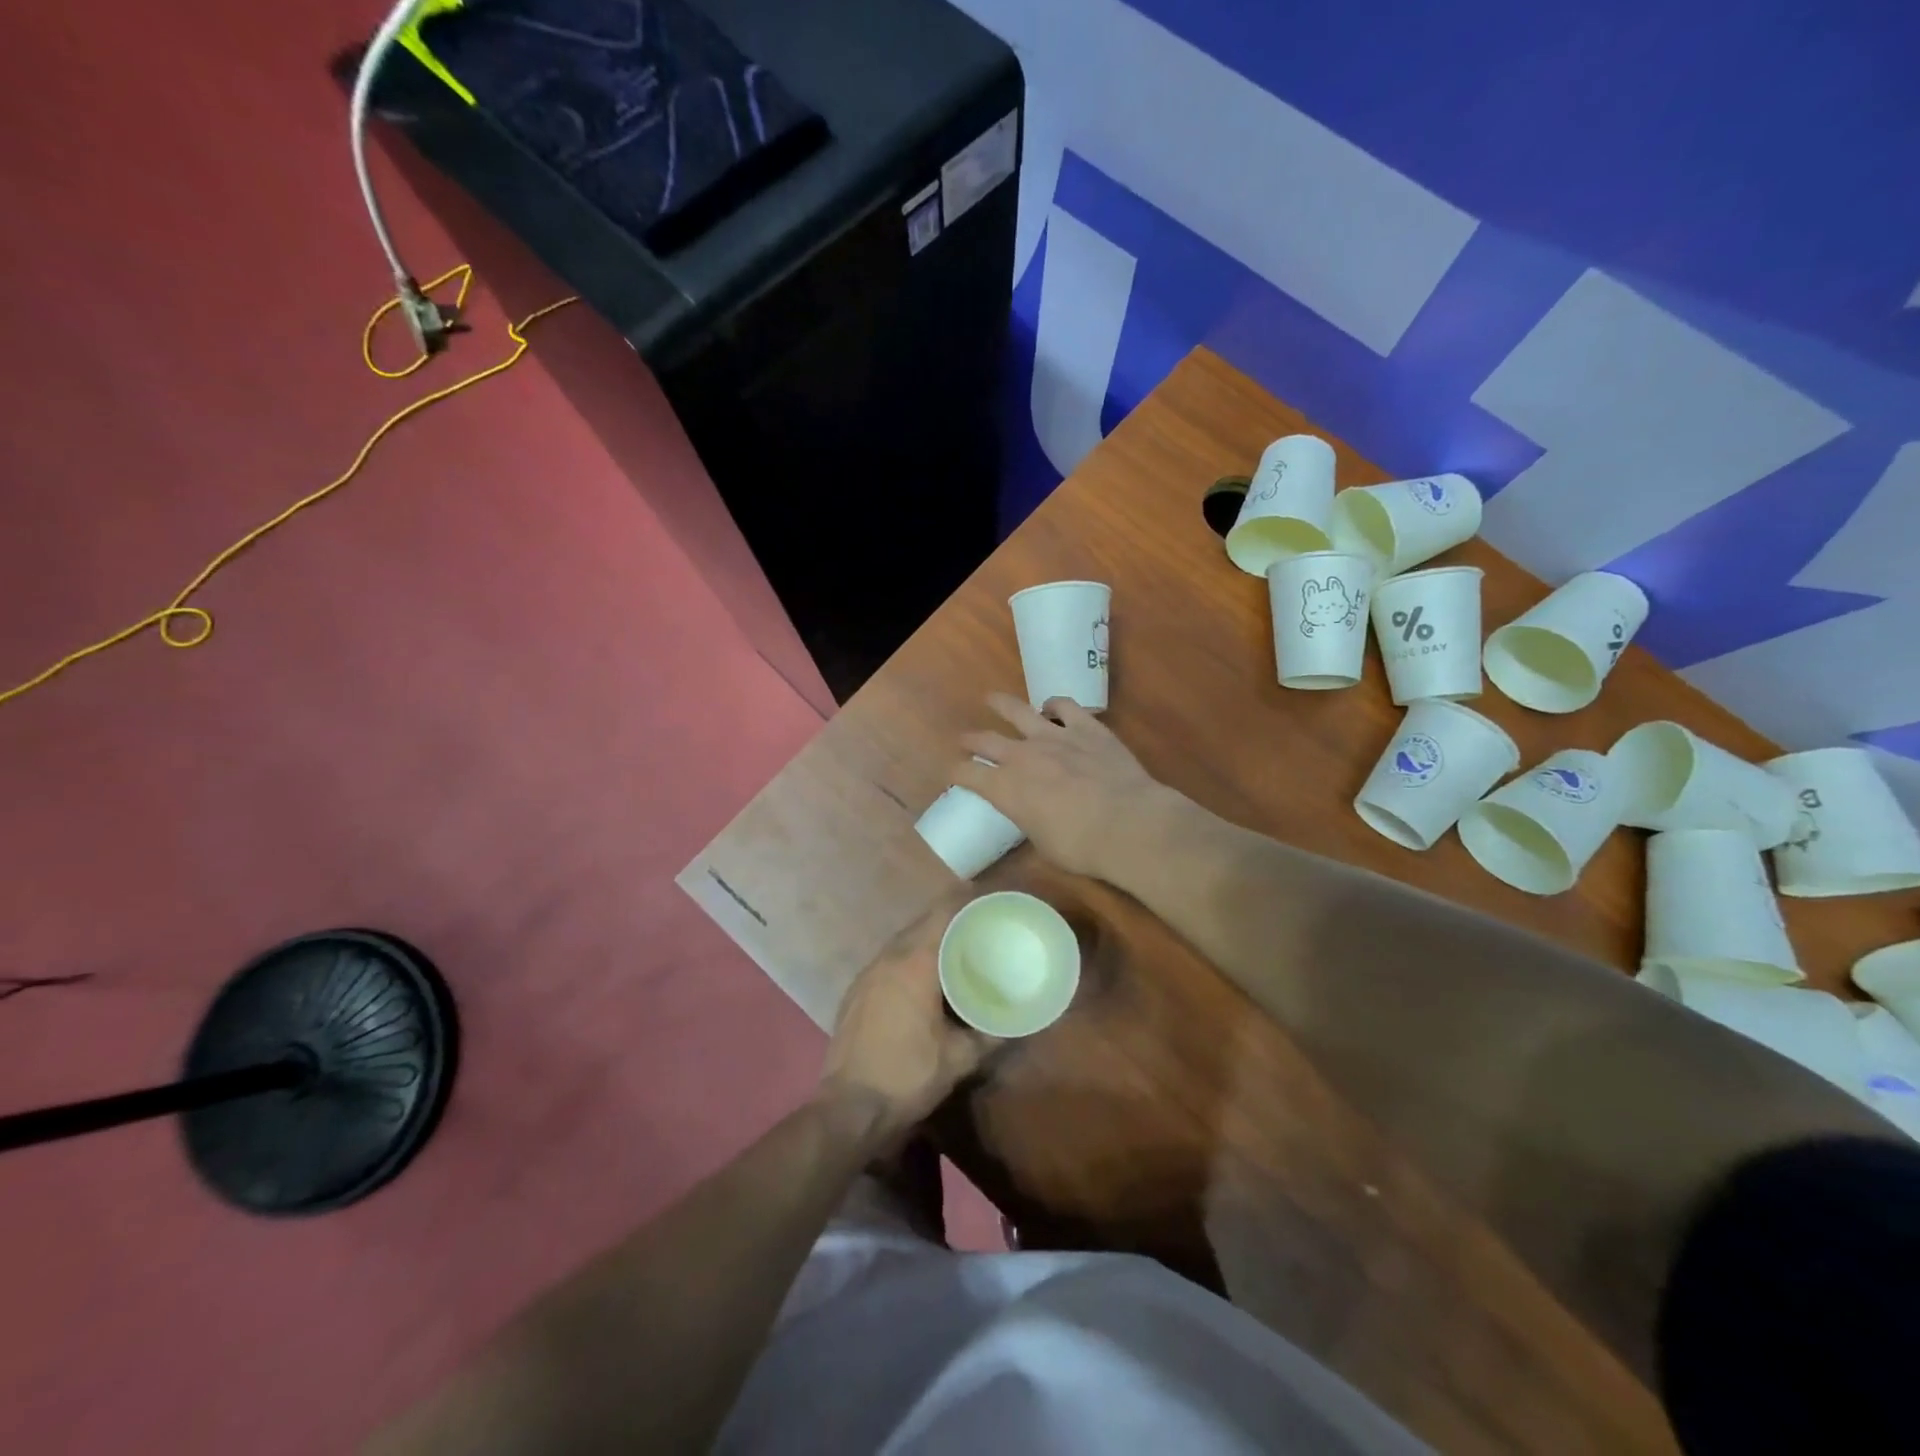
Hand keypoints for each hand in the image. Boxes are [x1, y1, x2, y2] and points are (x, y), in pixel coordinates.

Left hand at [820, 897, 995, 1136]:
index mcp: (914, 963)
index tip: (986, 896)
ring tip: (952, 948)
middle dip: (948, 918)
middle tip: (976, 924)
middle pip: (921, 924)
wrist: (849, 1110)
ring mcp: (866, 974)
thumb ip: (990, 1036)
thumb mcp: (959, 1059)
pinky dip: (907, 959)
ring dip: (926, 939)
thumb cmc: (908, 1077)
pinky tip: (920, 978)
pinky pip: (887, 961)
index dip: (964, 900)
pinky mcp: (855, 992)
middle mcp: (887, 959)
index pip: (942, 915)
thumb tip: (1017, 1023)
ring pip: (901, 942)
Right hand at [954, 693, 1170, 879]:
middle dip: (971, 740)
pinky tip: (1052, 706)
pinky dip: (1054, 704)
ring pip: (1019, 711)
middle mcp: (1022, 756)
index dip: (955, 773)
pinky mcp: (1087, 728)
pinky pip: (1064, 706)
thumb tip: (1033, 815)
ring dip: (1002, 704)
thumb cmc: (1082, 847)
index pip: (966, 774)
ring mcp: (1055, 736)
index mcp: (1005, 789)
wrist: (1128, 824)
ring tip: (992, 699)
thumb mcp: (1043, 844)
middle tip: (964, 739)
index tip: (953, 774)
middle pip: (985, 740)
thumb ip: (1030, 821)